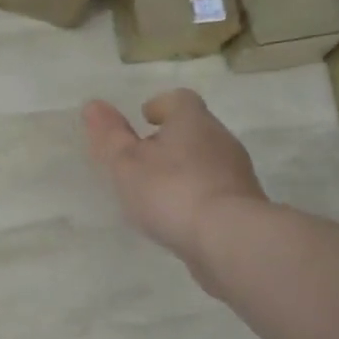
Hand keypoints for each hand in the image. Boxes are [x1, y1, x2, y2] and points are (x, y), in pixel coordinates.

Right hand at [83, 89, 264, 281]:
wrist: (229, 239)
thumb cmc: (171, 191)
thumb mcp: (127, 163)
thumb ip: (110, 135)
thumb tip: (93, 105)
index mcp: (192, 121)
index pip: (180, 99)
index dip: (161, 106)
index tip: (145, 118)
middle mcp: (220, 139)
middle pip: (195, 129)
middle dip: (171, 139)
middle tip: (144, 157)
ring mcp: (237, 173)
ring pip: (207, 160)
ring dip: (185, 169)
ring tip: (158, 191)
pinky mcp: (245, 205)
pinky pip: (216, 190)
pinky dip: (197, 195)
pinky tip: (180, 216)